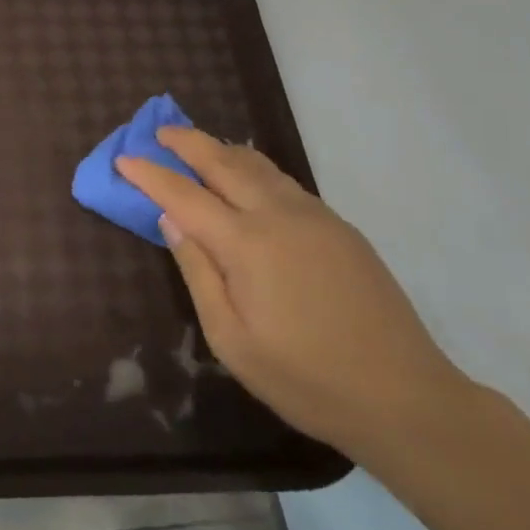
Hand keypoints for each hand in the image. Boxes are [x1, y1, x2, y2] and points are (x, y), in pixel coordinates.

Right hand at [119, 129, 470, 462]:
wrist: (406, 398)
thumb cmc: (306, 379)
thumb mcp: (231, 339)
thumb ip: (197, 273)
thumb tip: (171, 221)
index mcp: (246, 244)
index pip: (183, 195)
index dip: (150, 174)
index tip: (123, 158)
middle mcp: (278, 215)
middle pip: (223, 162)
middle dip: (186, 142)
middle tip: (159, 131)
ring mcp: (314, 217)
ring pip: (258, 165)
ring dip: (221, 148)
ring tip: (197, 144)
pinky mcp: (339, 227)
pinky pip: (284, 181)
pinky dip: (253, 167)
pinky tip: (247, 175)